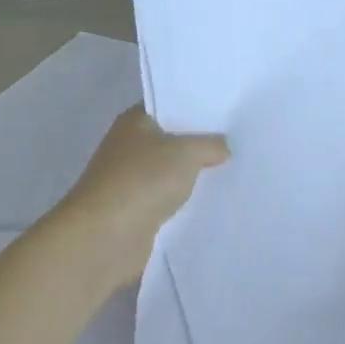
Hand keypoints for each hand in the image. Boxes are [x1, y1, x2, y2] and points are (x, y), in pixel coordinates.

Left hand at [59, 106, 228, 283]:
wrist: (105, 236)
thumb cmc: (143, 180)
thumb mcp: (187, 152)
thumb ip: (210, 144)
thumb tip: (223, 147)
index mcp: (135, 122)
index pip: (170, 106)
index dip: (198, 110)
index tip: (230, 115)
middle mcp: (129, 146)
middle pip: (173, 140)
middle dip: (201, 144)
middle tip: (240, 144)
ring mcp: (130, 180)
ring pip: (171, 172)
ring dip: (194, 176)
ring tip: (233, 172)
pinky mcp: (135, 210)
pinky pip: (168, 199)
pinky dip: (185, 201)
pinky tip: (212, 202)